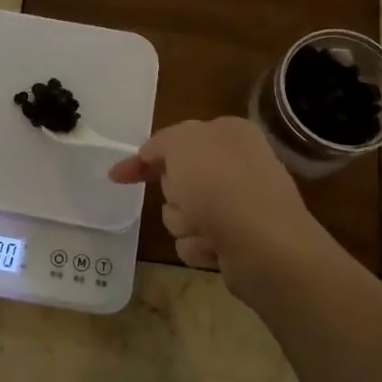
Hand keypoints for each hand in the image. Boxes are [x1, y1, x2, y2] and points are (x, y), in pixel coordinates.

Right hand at [109, 117, 338, 299]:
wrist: (264, 244)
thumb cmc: (220, 183)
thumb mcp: (181, 143)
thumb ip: (160, 142)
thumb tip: (152, 155)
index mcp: (229, 134)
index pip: (176, 140)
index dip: (145, 157)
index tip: (117, 176)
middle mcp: (237, 166)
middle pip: (176, 180)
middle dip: (172, 193)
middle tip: (186, 197)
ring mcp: (239, 205)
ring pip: (182, 214)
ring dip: (184, 222)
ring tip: (205, 227)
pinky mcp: (237, 241)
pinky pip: (196, 241)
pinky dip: (199, 245)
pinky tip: (216, 247)